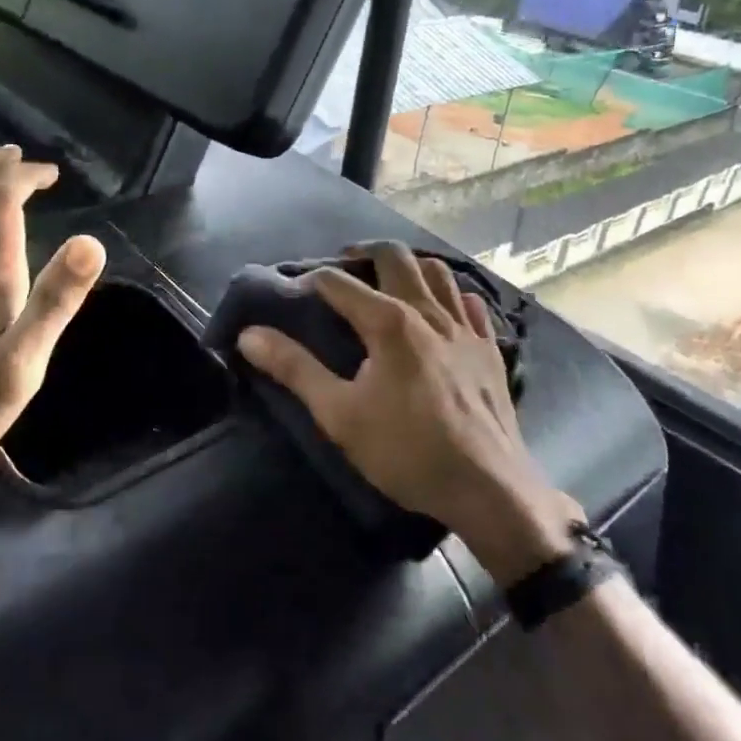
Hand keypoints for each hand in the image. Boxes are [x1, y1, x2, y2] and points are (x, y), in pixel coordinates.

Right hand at [236, 242, 580, 584]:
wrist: (488, 488)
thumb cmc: (406, 451)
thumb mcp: (339, 415)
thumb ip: (295, 370)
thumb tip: (250, 335)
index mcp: (388, 322)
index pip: (339, 282)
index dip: (311, 281)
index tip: (294, 293)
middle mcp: (428, 311)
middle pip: (395, 256)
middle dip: (363, 253)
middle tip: (343, 267)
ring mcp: (465, 328)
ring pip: (438, 271)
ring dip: (409, 266)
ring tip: (389, 281)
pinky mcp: (490, 348)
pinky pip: (470, 303)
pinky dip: (450, 295)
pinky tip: (442, 311)